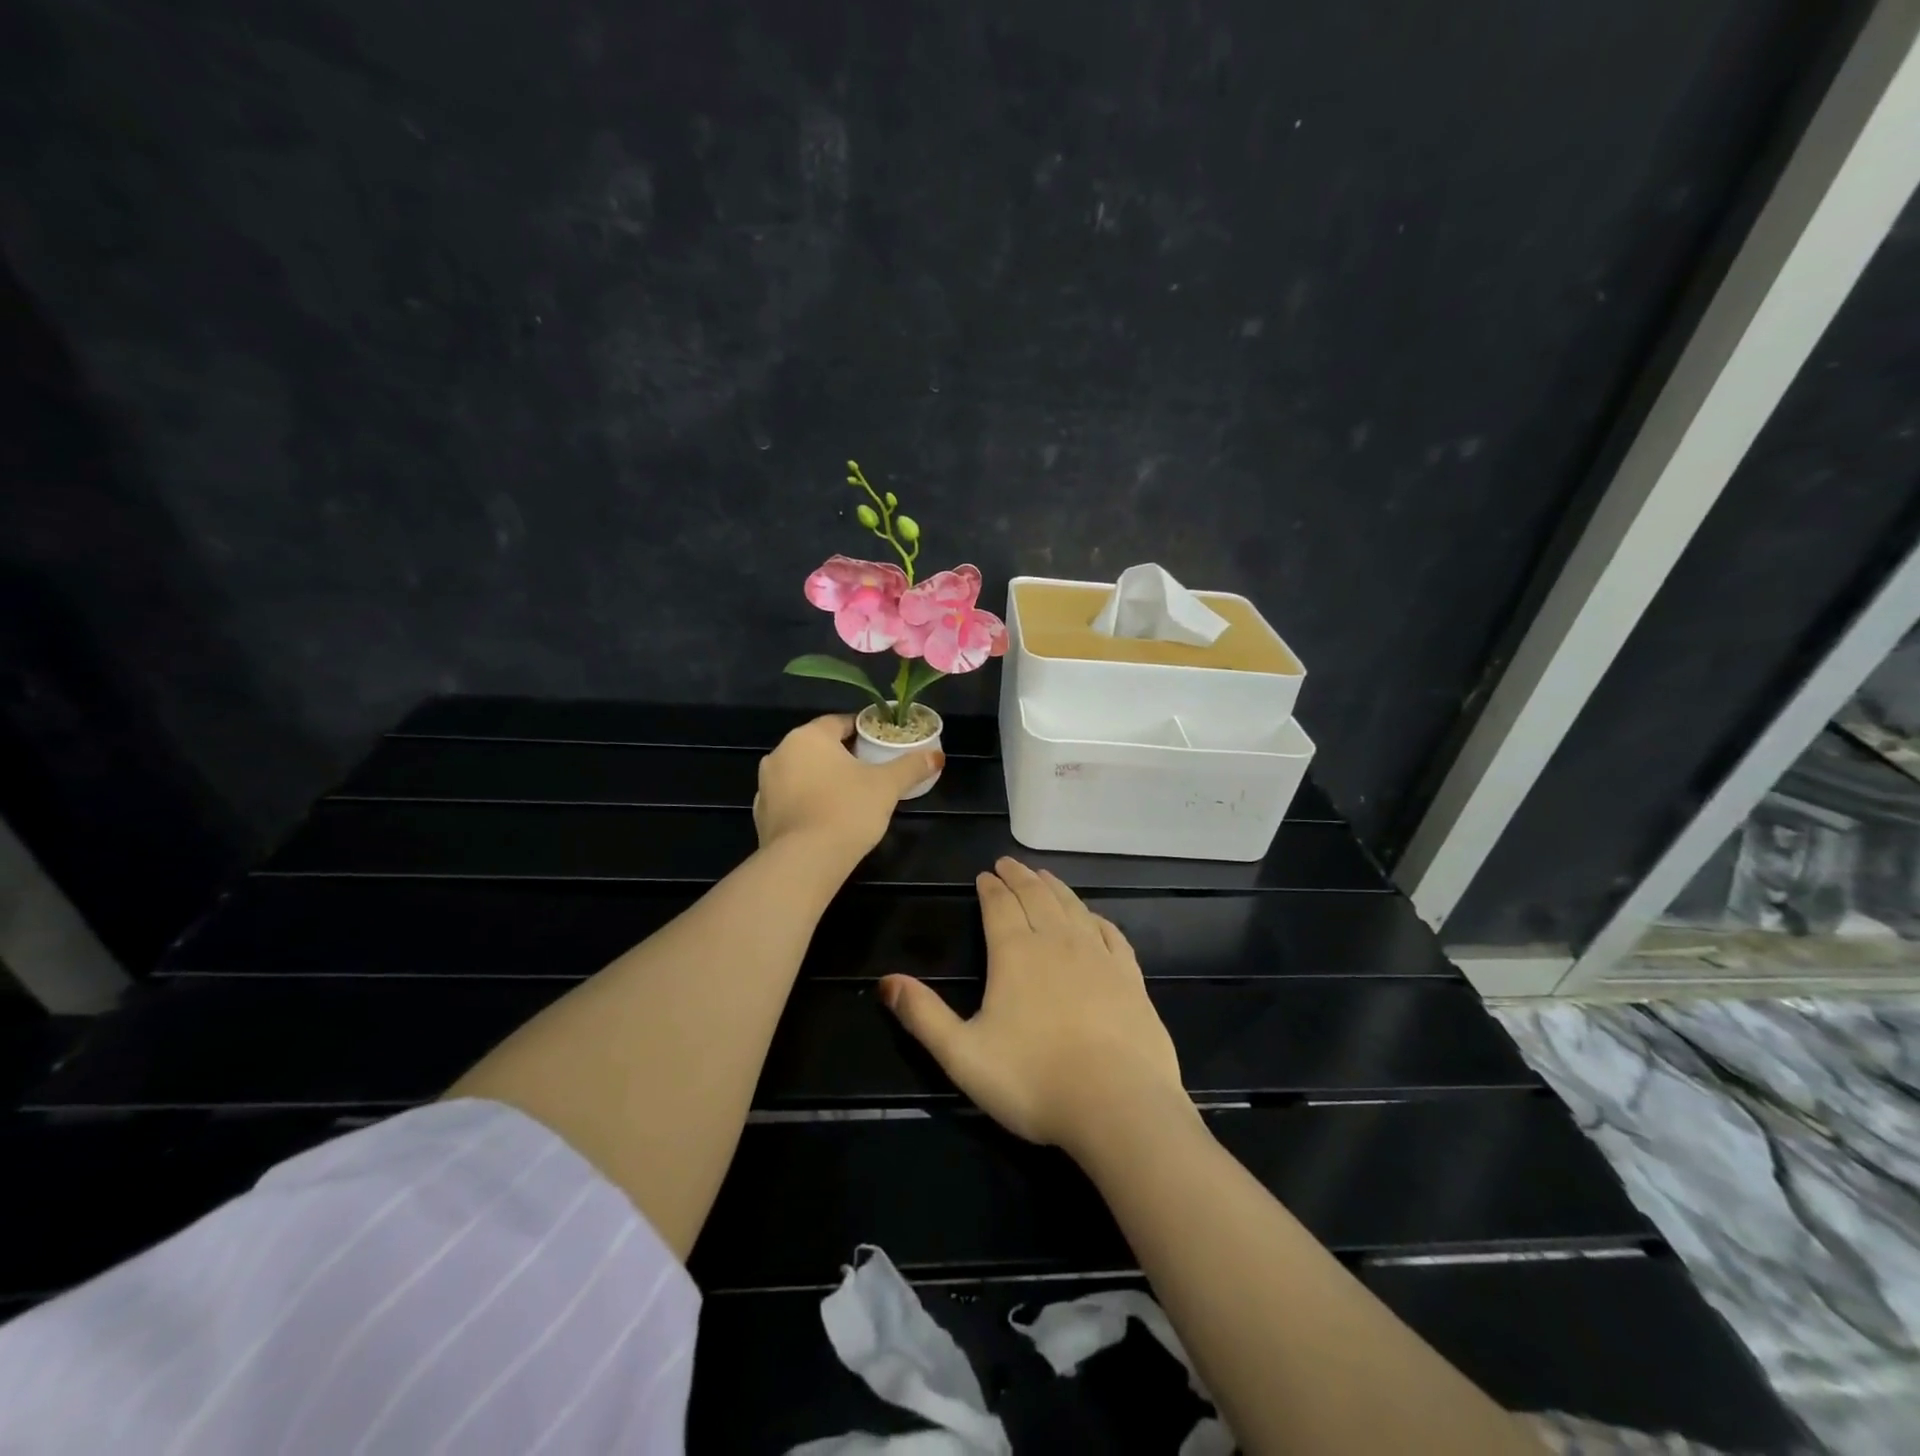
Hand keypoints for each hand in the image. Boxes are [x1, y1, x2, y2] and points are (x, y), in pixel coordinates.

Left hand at [753, 714, 942, 860]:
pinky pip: (791, 800)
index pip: (839, 723)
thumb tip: (938, 756)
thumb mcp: (887, 786)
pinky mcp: (761, 815)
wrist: (804, 862)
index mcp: (808, 737)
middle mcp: (780, 754)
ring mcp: (765, 785)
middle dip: (843, 756)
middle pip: (819, 747)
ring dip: (823, 780)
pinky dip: (808, 804)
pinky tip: (826, 819)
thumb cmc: (847, 810)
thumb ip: (911, 767)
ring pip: (802, 774)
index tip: (881, 745)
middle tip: (871, 772)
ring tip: (850, 797)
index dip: (863, 732)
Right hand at [879, 857, 1188, 1155]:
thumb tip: (885, 981)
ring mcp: (1098, 956)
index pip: (999, 906)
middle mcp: (1057, 942)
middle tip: (1009, 863)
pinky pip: (1110, 933)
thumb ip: (923, 1016)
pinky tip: (1092, 917)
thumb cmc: (1033, 1080)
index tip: (984, 874)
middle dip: (1019, 877)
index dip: (990, 887)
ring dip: (1054, 887)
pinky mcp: (1129, 976)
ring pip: (1072, 907)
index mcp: (1015, 953)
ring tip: (1044, 876)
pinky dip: (1095, 917)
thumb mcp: (963, 1055)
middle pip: (1036, 896)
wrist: (1118, 1105)